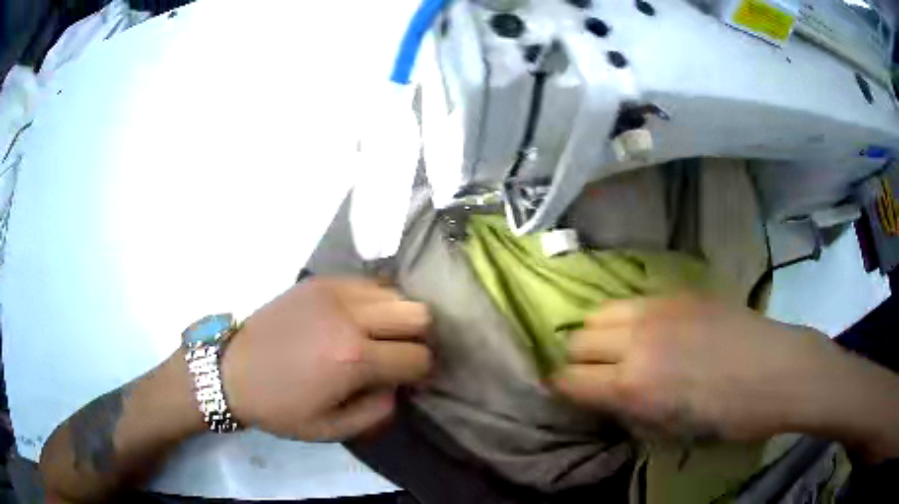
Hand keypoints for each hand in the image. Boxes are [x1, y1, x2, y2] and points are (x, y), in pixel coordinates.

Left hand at [222, 277, 431, 440]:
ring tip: (377, 335)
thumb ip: (378, 412)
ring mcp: (334, 292)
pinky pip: (367, 283)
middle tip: (398, 354)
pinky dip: (374, 301)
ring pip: (396, 293)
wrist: (232, 371)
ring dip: (396, 317)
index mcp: (353, 360)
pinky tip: (356, 319)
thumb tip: (398, 385)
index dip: (419, 372)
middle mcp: (350, 318)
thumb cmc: (280, 407)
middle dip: (417, 338)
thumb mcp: (331, 429)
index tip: (408, 380)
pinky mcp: (319, 281)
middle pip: (418, 313)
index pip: (418, 357)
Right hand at [550, 296, 844, 441]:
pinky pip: (633, 300)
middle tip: (594, 373)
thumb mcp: (671, 432)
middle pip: (577, 340)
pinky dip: (626, 316)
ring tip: (616, 346)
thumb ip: (629, 412)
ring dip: (598, 333)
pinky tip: (647, 328)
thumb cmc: (728, 416)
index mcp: (633, 387)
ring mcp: (657, 310)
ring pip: (600, 312)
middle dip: (577, 360)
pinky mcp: (677, 292)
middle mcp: (636, 342)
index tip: (566, 392)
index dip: (561, 388)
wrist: (776, 370)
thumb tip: (604, 397)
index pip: (569, 381)